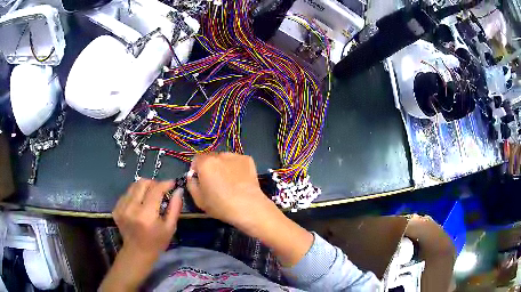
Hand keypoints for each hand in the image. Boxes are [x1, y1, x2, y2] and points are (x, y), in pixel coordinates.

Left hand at [113, 179, 182, 261]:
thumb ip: (175, 207)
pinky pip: (127, 193)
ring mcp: (122, 208)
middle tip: (160, 190)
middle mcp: (131, 208)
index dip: (165, 184)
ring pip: (133, 186)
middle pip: (142, 183)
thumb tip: (179, 190)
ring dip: (144, 188)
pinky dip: (135, 194)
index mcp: (146, 215)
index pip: (156, 190)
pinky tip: (139, 204)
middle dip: (153, 183)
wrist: (137, 252)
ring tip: (149, 197)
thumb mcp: (170, 227)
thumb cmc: (157, 242)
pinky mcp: (116, 208)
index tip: (172, 183)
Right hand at [186, 152, 312, 266]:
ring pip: (224, 159)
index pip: (196, 159)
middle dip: (210, 167)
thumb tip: (192, 176)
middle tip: (216, 182)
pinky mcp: (248, 159)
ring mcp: (235, 156)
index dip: (197, 169)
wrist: (249, 207)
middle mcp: (219, 155)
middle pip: (210, 158)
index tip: (201, 180)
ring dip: (223, 166)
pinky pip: (237, 162)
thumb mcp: (198, 200)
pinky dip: (236, 168)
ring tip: (230, 182)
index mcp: (205, 163)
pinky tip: (240, 180)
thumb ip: (191, 184)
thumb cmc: (221, 206)